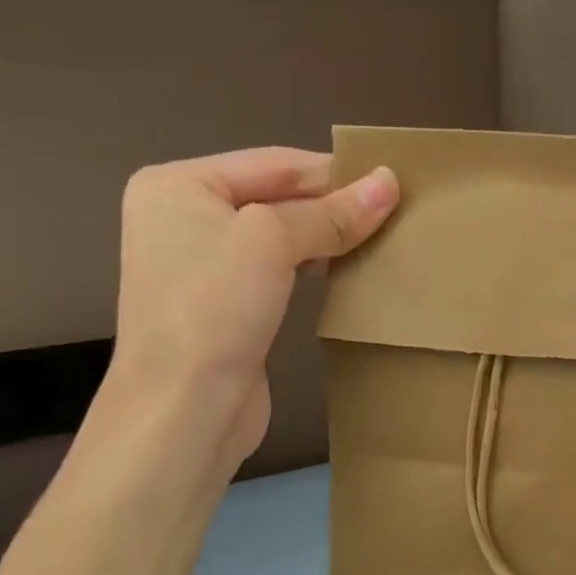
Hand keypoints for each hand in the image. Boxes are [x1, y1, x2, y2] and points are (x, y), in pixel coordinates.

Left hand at [106, 147, 398, 470]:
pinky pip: (279, 268)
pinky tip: (351, 269)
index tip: (394, 182)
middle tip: (397, 211)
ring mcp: (203, 264)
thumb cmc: (214, 307)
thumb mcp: (272, 242)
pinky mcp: (225, 303)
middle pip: (278, 196)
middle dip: (334, 205)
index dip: (335, 172)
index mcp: (178, 185)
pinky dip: (315, 264)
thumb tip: (389, 182)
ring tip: (384, 237)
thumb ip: (332, 212)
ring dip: (330, 236)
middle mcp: (184, 217)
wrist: (183, 411)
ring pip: (282, 234)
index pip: (274, 163)